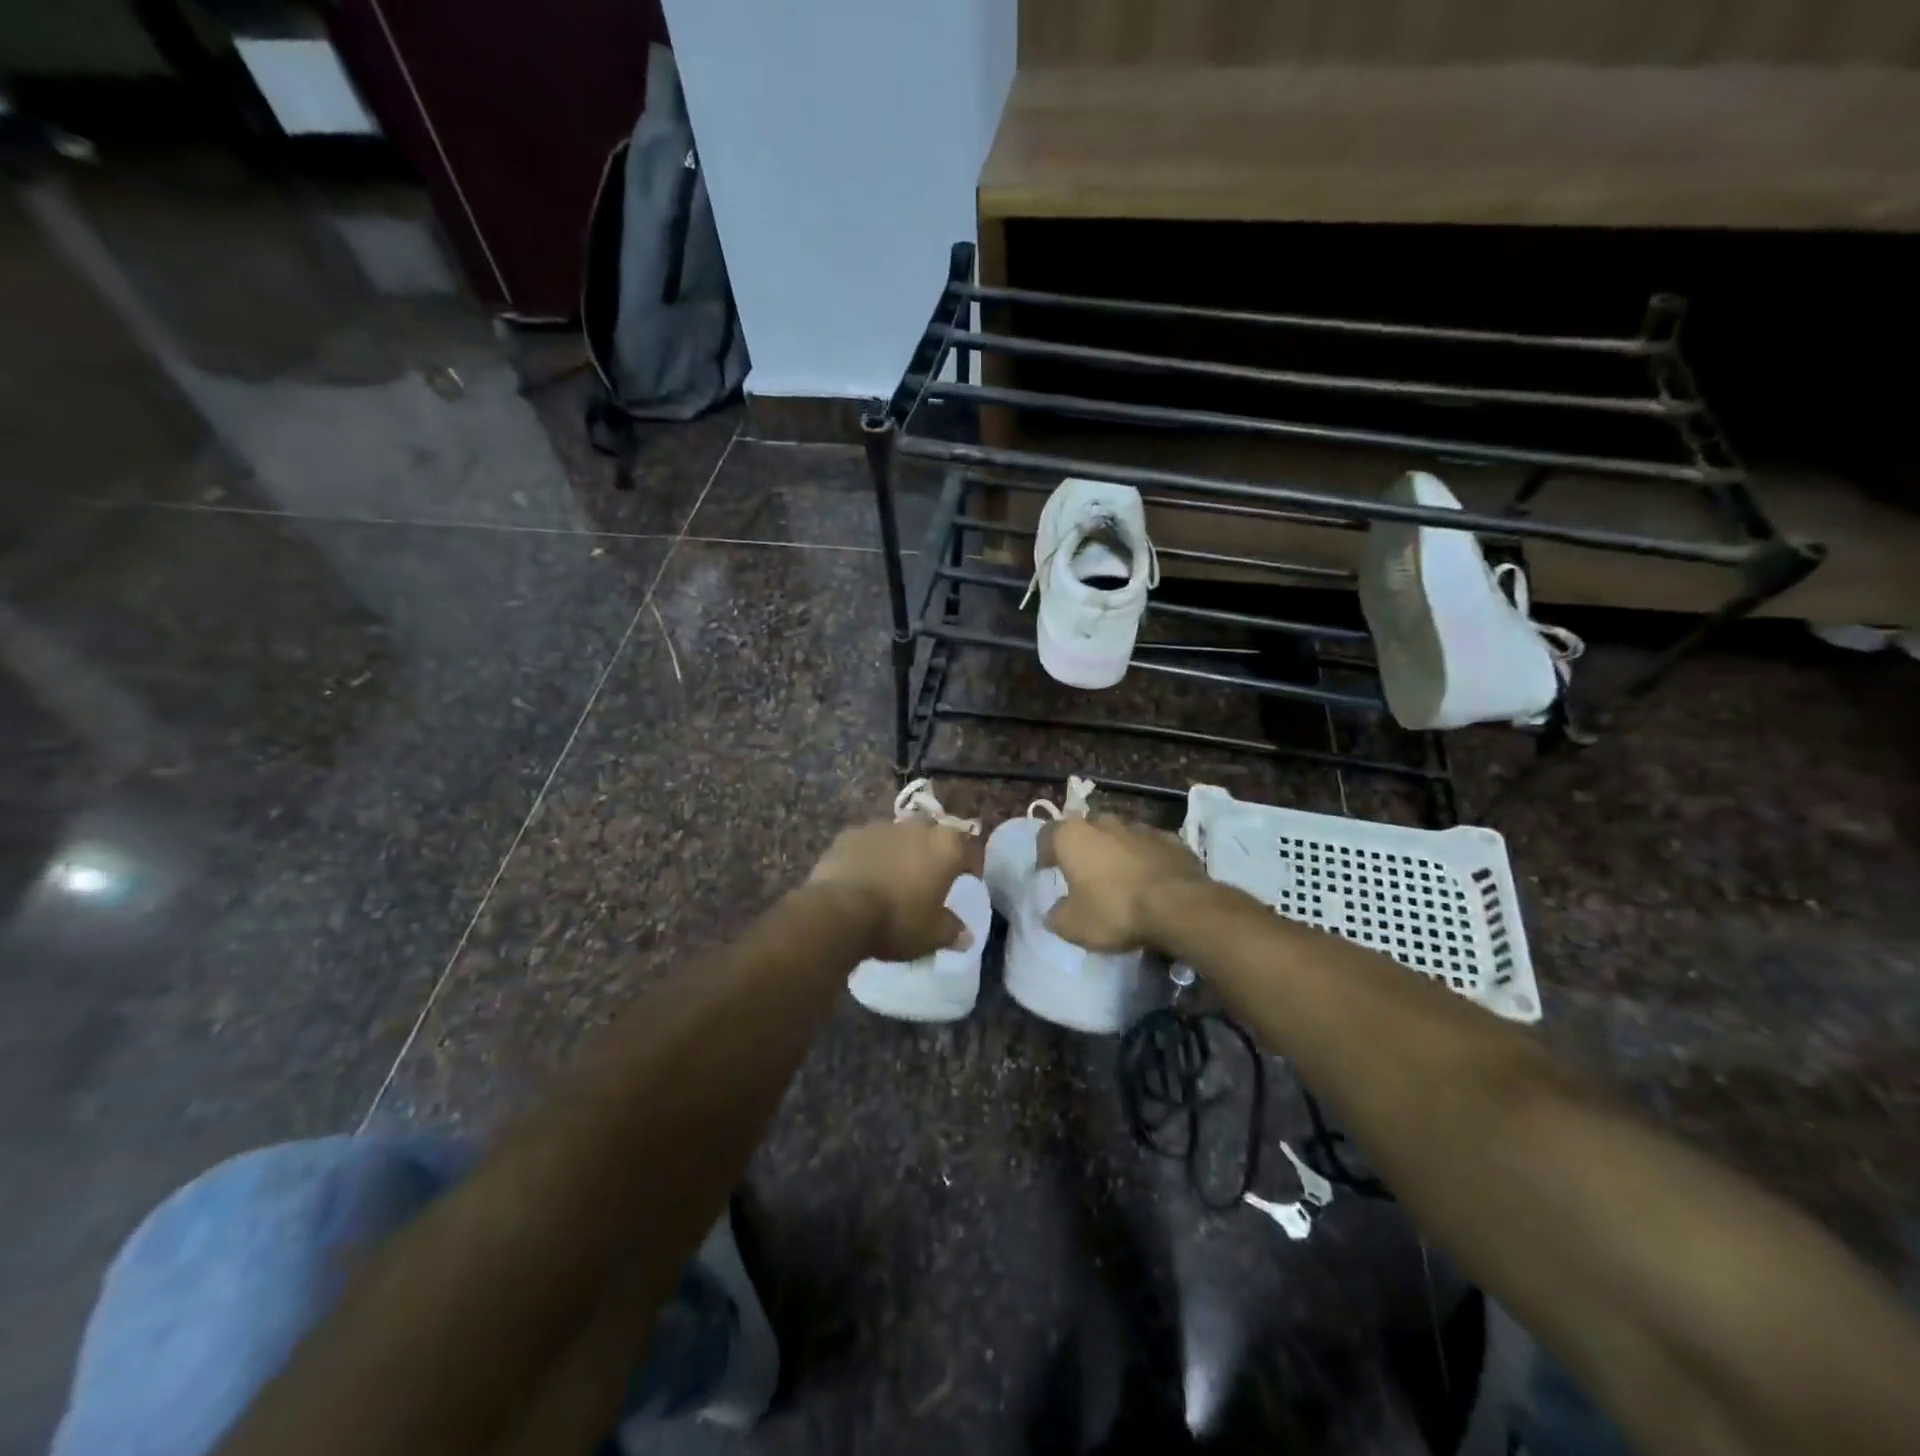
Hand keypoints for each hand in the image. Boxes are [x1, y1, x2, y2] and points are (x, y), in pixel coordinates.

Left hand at [809, 818, 981, 961]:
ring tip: (892, 877)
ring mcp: (881, 827)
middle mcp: (917, 827)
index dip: (969, 866)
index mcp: (946, 846)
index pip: (969, 849)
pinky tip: (863, 876)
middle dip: (933, 851)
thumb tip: (966, 936)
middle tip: (928, 876)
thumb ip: (952, 931)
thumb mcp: (932, 935)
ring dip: (900, 851)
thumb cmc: (898, 920)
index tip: (965, 881)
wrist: (840, 911)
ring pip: (898, 835)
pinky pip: (868, 842)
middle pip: (933, 834)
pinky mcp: (850, 833)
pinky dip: (869, 855)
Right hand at [1037, 813, 1206, 952]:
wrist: (1178, 905)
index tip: (1046, 870)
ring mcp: (1140, 827)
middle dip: (1083, 847)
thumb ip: (1057, 916)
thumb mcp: (1073, 926)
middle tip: (1083, 871)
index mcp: (1072, 836)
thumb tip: (1054, 912)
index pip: (1047, 834)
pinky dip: (1144, 857)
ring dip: (1115, 850)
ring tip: (1118, 876)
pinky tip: (1148, 879)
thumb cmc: (1114, 910)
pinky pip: (1149, 846)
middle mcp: (1104, 823)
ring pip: (1119, 834)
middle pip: (1085, 829)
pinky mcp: (1171, 839)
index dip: (1044, 852)